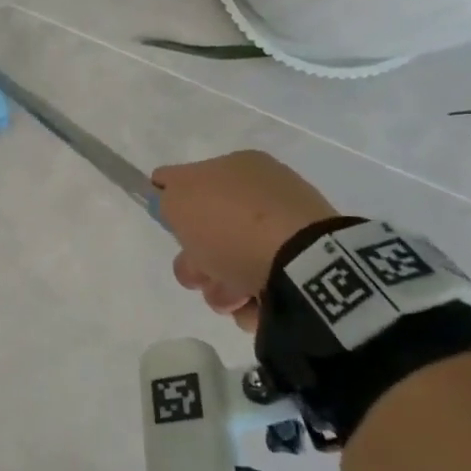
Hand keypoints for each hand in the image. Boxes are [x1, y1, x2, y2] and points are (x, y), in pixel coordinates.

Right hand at [152, 152, 338, 331]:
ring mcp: (287, 233)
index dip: (176, 208)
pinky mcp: (304, 270)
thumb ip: (167, 193)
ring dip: (220, 287)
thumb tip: (167, 194)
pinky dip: (251, 300)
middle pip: (209, 233)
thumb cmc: (232, 224)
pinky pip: (261, 288)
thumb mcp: (179, 197)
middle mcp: (265, 196)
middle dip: (197, 261)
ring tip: (234, 295)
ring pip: (230, 265)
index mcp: (240, 168)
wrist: (300, 265)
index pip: (193, 182)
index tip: (175, 230)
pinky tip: (255, 302)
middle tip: (201, 271)